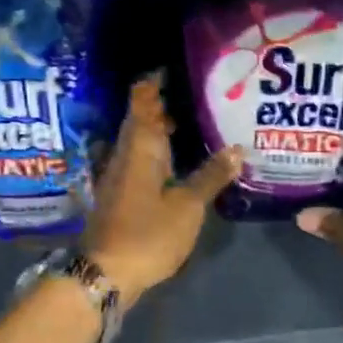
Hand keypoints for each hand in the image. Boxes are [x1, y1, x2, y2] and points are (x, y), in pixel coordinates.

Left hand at [83, 76, 240, 306]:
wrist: (105, 274)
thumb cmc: (147, 234)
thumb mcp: (187, 206)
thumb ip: (211, 176)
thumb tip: (237, 149)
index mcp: (140, 148)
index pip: (142, 100)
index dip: (155, 81)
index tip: (176, 67)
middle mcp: (125, 154)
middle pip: (141, 119)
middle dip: (164, 104)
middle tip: (197, 95)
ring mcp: (119, 176)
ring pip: (141, 142)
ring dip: (162, 130)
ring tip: (194, 123)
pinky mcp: (120, 196)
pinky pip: (141, 162)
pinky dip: (159, 154)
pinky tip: (179, 163)